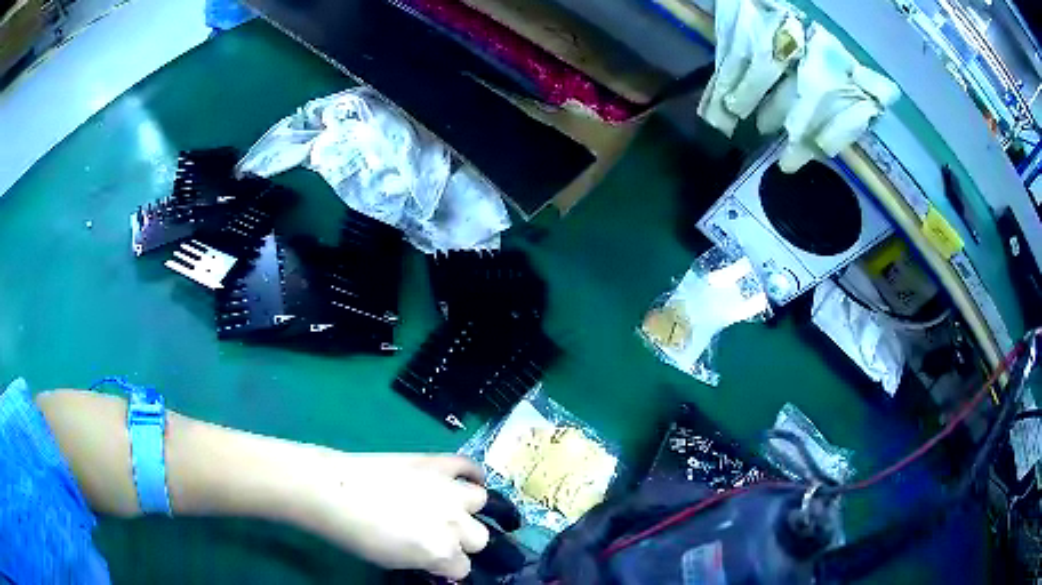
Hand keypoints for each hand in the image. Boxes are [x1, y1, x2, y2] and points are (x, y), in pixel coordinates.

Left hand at [287, 452, 490, 579]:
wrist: (331, 490)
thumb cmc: (355, 534)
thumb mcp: (393, 561)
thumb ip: (425, 560)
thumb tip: (438, 558)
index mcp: (442, 552)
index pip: (463, 567)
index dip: (447, 566)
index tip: (434, 562)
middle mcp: (455, 522)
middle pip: (479, 538)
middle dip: (461, 541)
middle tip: (437, 536)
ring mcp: (449, 489)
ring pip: (480, 502)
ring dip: (466, 509)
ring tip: (446, 508)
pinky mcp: (438, 463)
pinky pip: (470, 466)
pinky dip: (472, 473)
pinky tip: (466, 480)